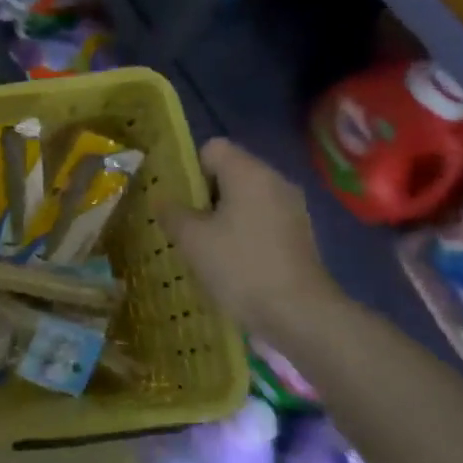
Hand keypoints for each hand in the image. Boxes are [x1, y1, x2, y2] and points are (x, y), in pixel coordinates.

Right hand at [164, 139, 341, 353]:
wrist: (300, 315)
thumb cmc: (240, 267)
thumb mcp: (192, 239)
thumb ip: (171, 212)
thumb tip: (162, 200)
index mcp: (248, 172)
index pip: (212, 148)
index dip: (190, 169)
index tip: (181, 201)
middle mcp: (275, 180)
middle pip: (231, 171)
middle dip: (206, 195)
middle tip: (188, 226)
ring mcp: (292, 207)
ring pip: (247, 197)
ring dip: (225, 215)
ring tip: (208, 247)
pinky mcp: (300, 233)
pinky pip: (263, 218)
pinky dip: (246, 231)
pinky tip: (235, 261)